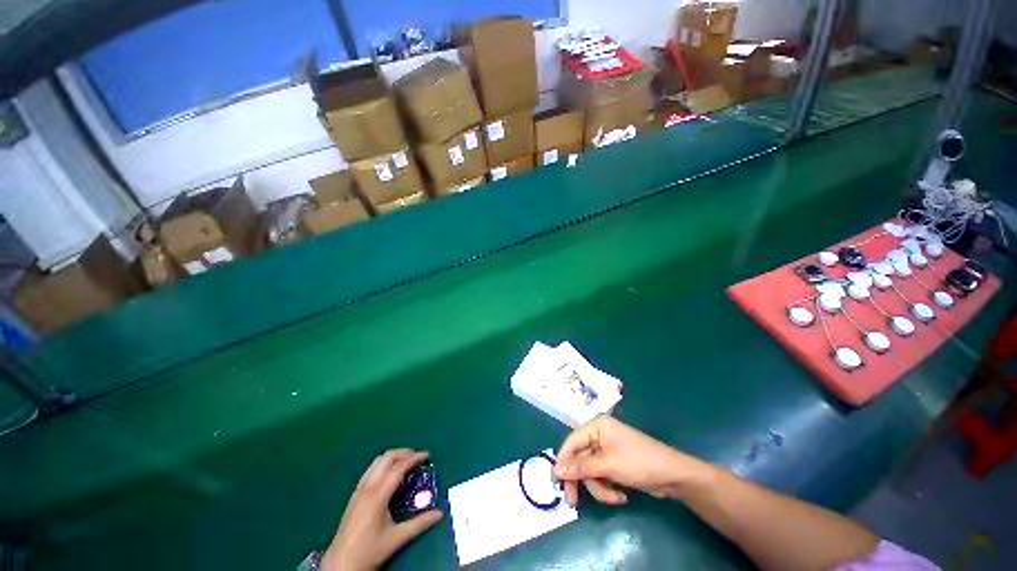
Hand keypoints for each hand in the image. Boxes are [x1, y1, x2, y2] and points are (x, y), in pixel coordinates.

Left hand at [322, 450, 442, 570]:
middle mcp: (367, 487)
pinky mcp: (354, 495)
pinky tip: (390, 476)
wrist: (340, 565)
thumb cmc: (368, 551)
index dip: (414, 458)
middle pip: (387, 458)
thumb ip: (419, 524)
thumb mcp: (397, 538)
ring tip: (406, 463)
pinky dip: (384, 465)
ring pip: (377, 462)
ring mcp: (358, 490)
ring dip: (393, 458)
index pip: (398, 467)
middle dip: (404, 453)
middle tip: (417, 457)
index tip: (426, 456)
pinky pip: (371, 470)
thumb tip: (439, 514)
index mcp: (378, 495)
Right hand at [553, 416, 710, 505]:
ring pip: (590, 472)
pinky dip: (607, 488)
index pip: (571, 442)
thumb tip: (556, 470)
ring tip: (614, 497)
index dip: (563, 461)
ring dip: (599, 487)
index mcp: (597, 426)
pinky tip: (621, 495)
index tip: (556, 482)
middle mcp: (599, 435)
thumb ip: (581, 468)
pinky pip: (601, 477)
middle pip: (579, 459)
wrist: (672, 476)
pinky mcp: (614, 464)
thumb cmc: (639, 463)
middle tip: (573, 501)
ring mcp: (607, 450)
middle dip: (582, 480)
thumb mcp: (608, 465)